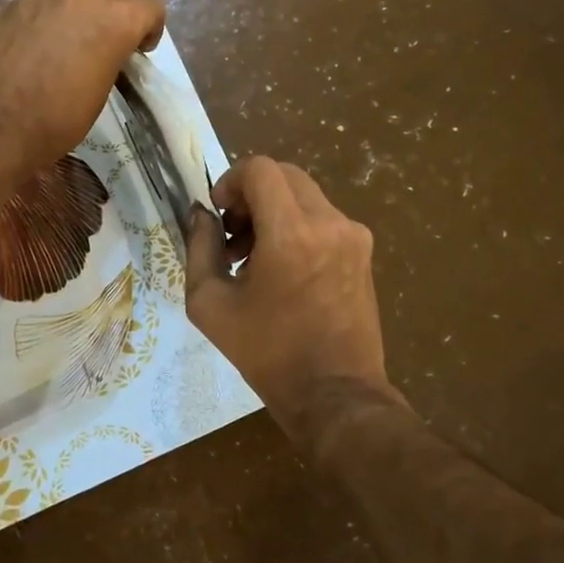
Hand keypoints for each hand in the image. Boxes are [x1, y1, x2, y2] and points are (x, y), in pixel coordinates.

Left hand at [0, 0, 165, 189]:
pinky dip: (53, 9)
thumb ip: (110, 58)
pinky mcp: (14, 2)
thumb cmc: (54, 122)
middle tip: (108, 42)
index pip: (151, 6)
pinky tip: (39, 38)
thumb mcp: (98, 94)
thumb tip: (103, 52)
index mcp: (115, 21)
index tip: (138, 50)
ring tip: (77, 28)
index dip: (150, 28)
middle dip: (120, 12)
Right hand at [185, 158, 400, 444]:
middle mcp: (329, 223)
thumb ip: (199, 247)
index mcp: (291, 233)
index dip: (231, 180)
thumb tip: (201, 214)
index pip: (261, 169)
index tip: (220, 213)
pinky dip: (297, 227)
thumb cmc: (267, 352)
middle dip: (251, 195)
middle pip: (284, 175)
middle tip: (234, 235)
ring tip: (254, 258)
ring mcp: (353, 236)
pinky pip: (323, 218)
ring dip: (274, 211)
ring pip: (304, 195)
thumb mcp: (209, 303)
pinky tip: (284, 270)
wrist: (334, 393)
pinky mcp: (364, 252)